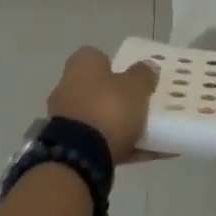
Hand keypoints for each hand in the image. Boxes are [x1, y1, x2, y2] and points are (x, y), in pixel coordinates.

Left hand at [46, 47, 159, 164]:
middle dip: (119, 99)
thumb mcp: (136, 87)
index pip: (99, 58)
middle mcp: (68, 87)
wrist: (78, 158)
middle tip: (143, 106)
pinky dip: (120, 147)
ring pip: (100, 118)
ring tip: (150, 135)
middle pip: (99, 89)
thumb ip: (143, 75)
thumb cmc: (108, 109)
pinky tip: (145, 154)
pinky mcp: (68, 148)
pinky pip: (99, 143)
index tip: (136, 78)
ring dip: (120, 125)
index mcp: (81, 65)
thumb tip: (148, 67)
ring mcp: (65, 120)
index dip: (119, 66)